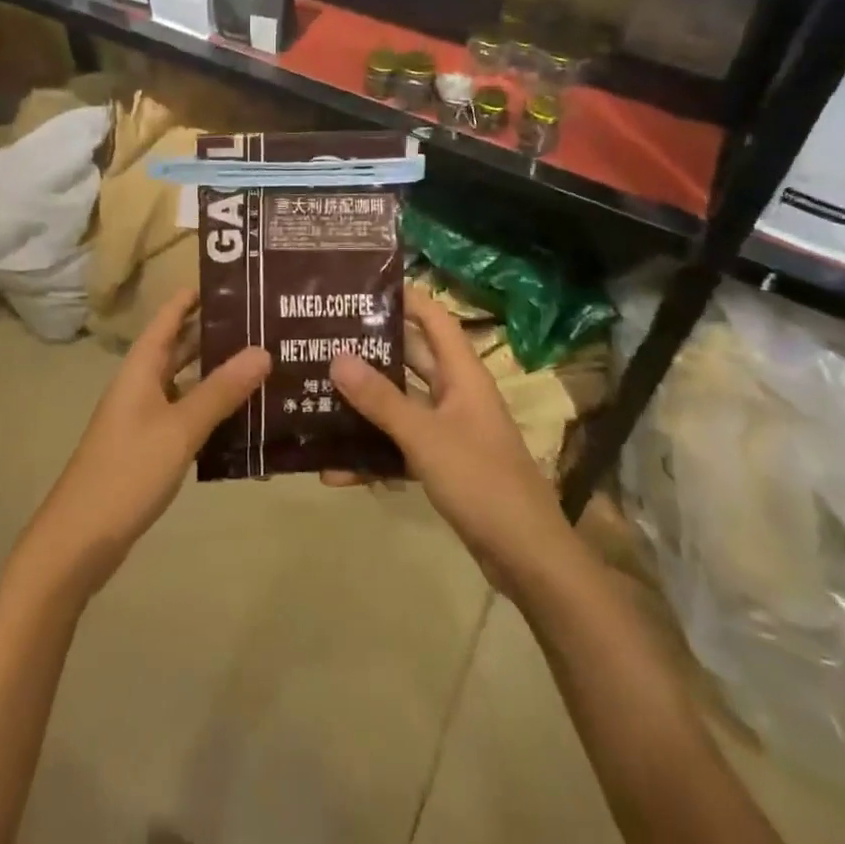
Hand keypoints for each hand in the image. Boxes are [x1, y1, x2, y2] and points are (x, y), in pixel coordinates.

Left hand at [11, 288, 269, 604]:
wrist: (79, 541)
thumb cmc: (127, 471)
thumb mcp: (180, 428)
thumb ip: (221, 390)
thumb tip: (263, 350)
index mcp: (141, 366)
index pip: (170, 314)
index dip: (197, 294)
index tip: (238, 279)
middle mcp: (142, 382)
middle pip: (182, 346)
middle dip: (219, 333)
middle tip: (267, 322)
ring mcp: (145, 415)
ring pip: (188, 381)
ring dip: (220, 373)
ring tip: (266, 363)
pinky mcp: (151, 445)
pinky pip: (187, 413)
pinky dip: (213, 408)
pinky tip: (246, 415)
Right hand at [329, 288, 583, 599]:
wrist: (527, 557)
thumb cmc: (480, 480)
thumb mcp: (424, 436)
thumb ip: (380, 399)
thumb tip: (336, 357)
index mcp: (462, 374)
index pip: (435, 318)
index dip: (405, 297)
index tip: (362, 287)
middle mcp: (456, 394)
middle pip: (411, 359)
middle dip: (371, 351)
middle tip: (325, 340)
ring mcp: (450, 430)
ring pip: (401, 405)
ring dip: (366, 405)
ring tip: (317, 396)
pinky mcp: (443, 464)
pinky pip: (401, 446)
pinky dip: (373, 454)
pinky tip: (335, 470)